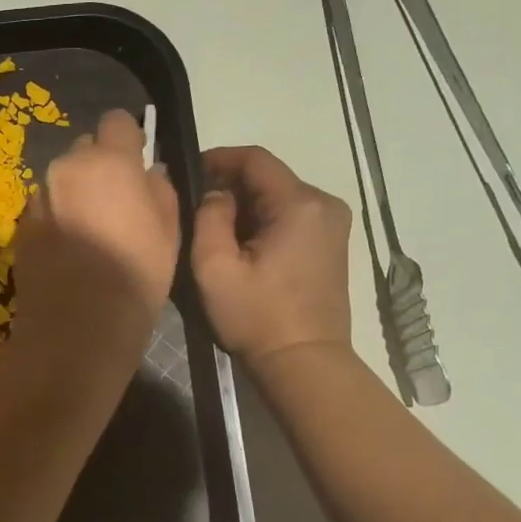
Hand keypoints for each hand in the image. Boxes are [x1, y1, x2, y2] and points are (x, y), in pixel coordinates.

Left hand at [12, 110, 179, 357]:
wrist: (79, 322)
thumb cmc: (137, 272)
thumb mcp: (169, 228)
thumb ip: (159, 187)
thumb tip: (148, 172)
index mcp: (108, 160)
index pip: (117, 120)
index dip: (128, 138)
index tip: (135, 160)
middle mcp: (67, 167)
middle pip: (85, 149)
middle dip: (98, 166)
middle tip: (113, 201)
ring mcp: (39, 196)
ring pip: (61, 180)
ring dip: (74, 193)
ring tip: (89, 231)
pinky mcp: (22, 225)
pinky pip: (44, 208)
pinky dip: (56, 218)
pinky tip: (68, 250)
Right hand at [191, 146, 352, 367]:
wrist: (304, 362)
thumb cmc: (256, 316)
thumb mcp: (214, 266)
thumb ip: (208, 217)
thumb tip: (215, 195)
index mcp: (299, 204)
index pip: (255, 159)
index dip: (218, 158)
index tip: (188, 171)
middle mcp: (324, 205)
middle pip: (268, 177)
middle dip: (229, 185)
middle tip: (194, 206)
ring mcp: (333, 225)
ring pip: (278, 197)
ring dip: (245, 205)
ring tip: (213, 228)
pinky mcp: (331, 245)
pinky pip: (290, 216)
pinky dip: (263, 221)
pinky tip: (241, 245)